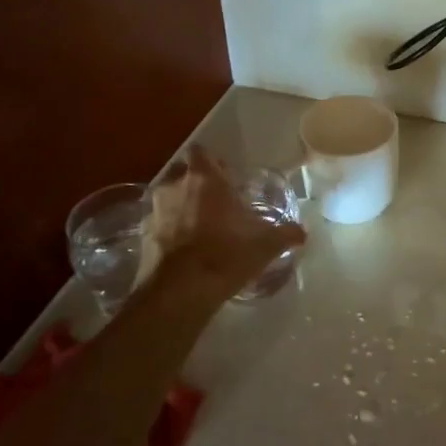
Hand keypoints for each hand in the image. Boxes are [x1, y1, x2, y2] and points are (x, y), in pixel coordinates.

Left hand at [139, 146, 305, 300]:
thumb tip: (302, 232)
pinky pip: (158, 223)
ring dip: (180, 205)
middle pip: (182, 172)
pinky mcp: (142, 235)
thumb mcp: (264, 246)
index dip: (212, 162)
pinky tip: (183, 247)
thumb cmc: (225, 256)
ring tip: (199, 225)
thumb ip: (285, 234)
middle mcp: (175, 187)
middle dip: (195, 182)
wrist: (179, 293)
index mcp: (205, 180)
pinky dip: (168, 229)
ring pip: (168, 197)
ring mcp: (154, 210)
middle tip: (214, 200)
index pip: (201, 153)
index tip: (225, 175)